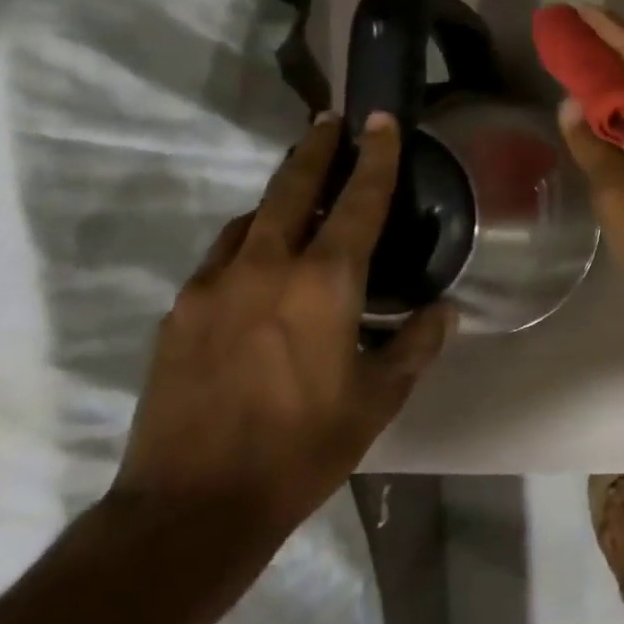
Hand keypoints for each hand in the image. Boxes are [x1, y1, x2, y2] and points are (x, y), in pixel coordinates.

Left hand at [113, 112, 449, 538]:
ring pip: (249, 220)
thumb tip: (445, 310)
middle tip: (330, 122)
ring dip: (278, 199)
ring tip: (298, 200)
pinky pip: (220, 257)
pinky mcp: (178, 311)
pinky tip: (258, 270)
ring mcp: (213, 285)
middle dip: (315, 148)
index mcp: (324, 283)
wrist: (193, 504)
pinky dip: (247, 244)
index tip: (380, 120)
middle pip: (291, 187)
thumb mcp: (378, 400)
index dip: (376, 157)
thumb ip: (416, 345)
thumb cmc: (303, 447)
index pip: (359, 201)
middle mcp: (265, 266)